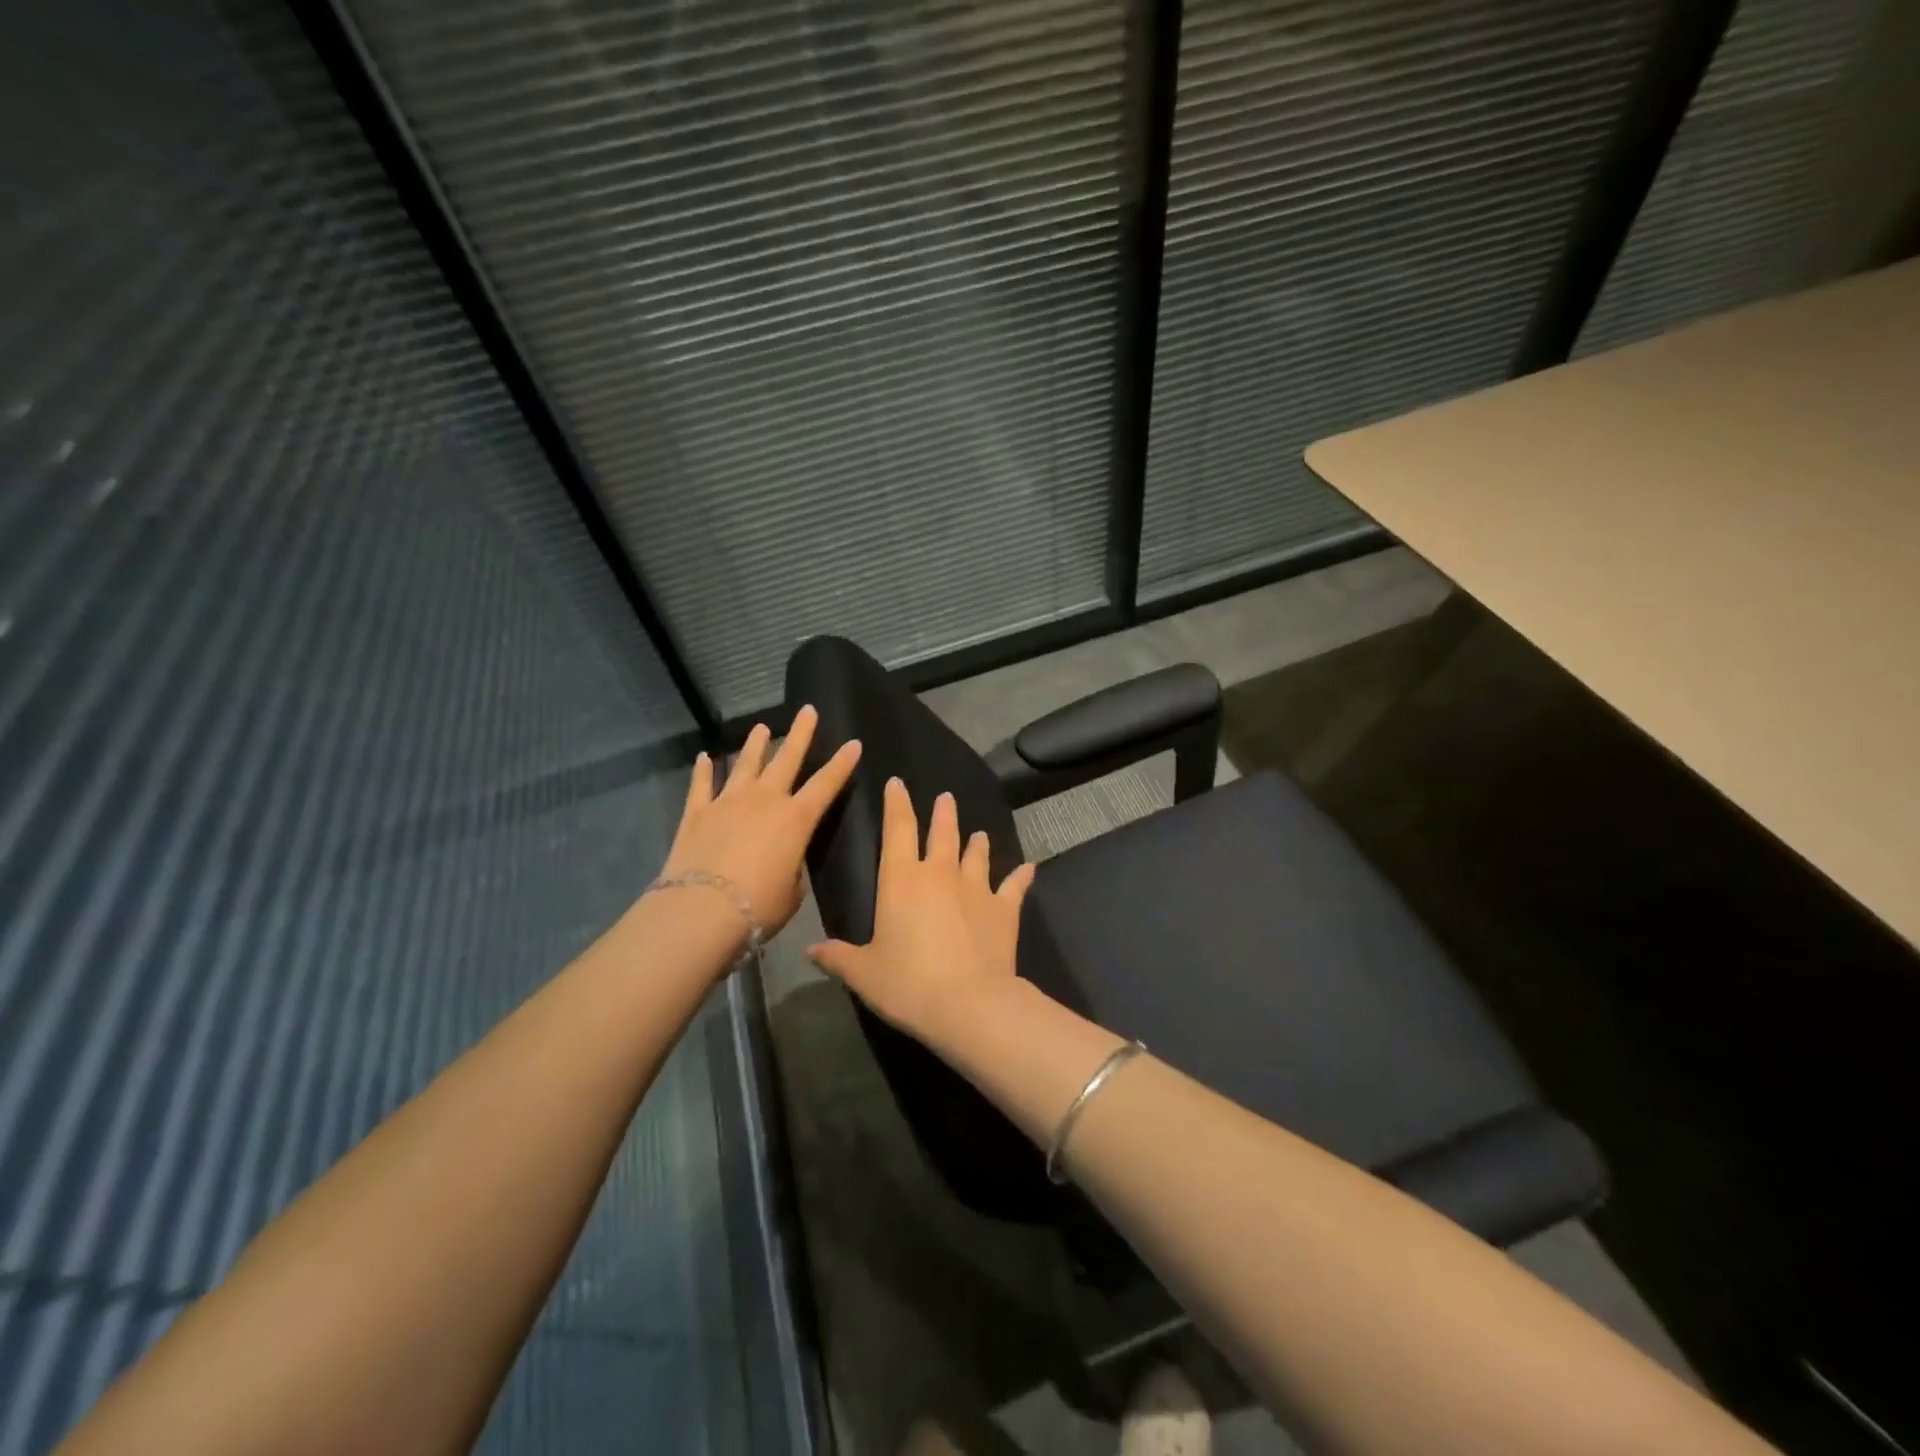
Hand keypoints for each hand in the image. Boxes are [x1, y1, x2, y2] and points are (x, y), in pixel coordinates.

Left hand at [660, 705, 861, 934]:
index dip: (842, 763)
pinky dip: (703, 770)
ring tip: (761, 728)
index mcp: (796, 819)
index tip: (854, 743)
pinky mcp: (697, 813)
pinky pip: (701, 785)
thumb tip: (784, 861)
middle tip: (807, 711)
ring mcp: (728, 802)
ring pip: (745, 764)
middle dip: (800, 733)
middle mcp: (765, 800)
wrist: (701, 911)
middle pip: (786, 758)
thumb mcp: (792, 891)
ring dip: (755, 745)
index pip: (827, 783)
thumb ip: (793, 869)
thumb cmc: (758, 906)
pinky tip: (705, 758)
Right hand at [808, 778, 1036, 1040]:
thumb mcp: (864, 974)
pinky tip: (1029, 867)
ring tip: (979, 834)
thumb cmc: (907, 984)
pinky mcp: (1004, 909)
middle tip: (946, 798)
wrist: (968, 1003)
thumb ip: (838, 957)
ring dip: (977, 843)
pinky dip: (1021, 876)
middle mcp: (939, 873)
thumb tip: (811, 950)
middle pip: (942, 833)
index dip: (897, 803)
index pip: (898, 829)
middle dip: (943, 814)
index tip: (898, 783)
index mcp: (901, 880)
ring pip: (977, 855)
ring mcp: (976, 888)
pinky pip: (1014, 886)